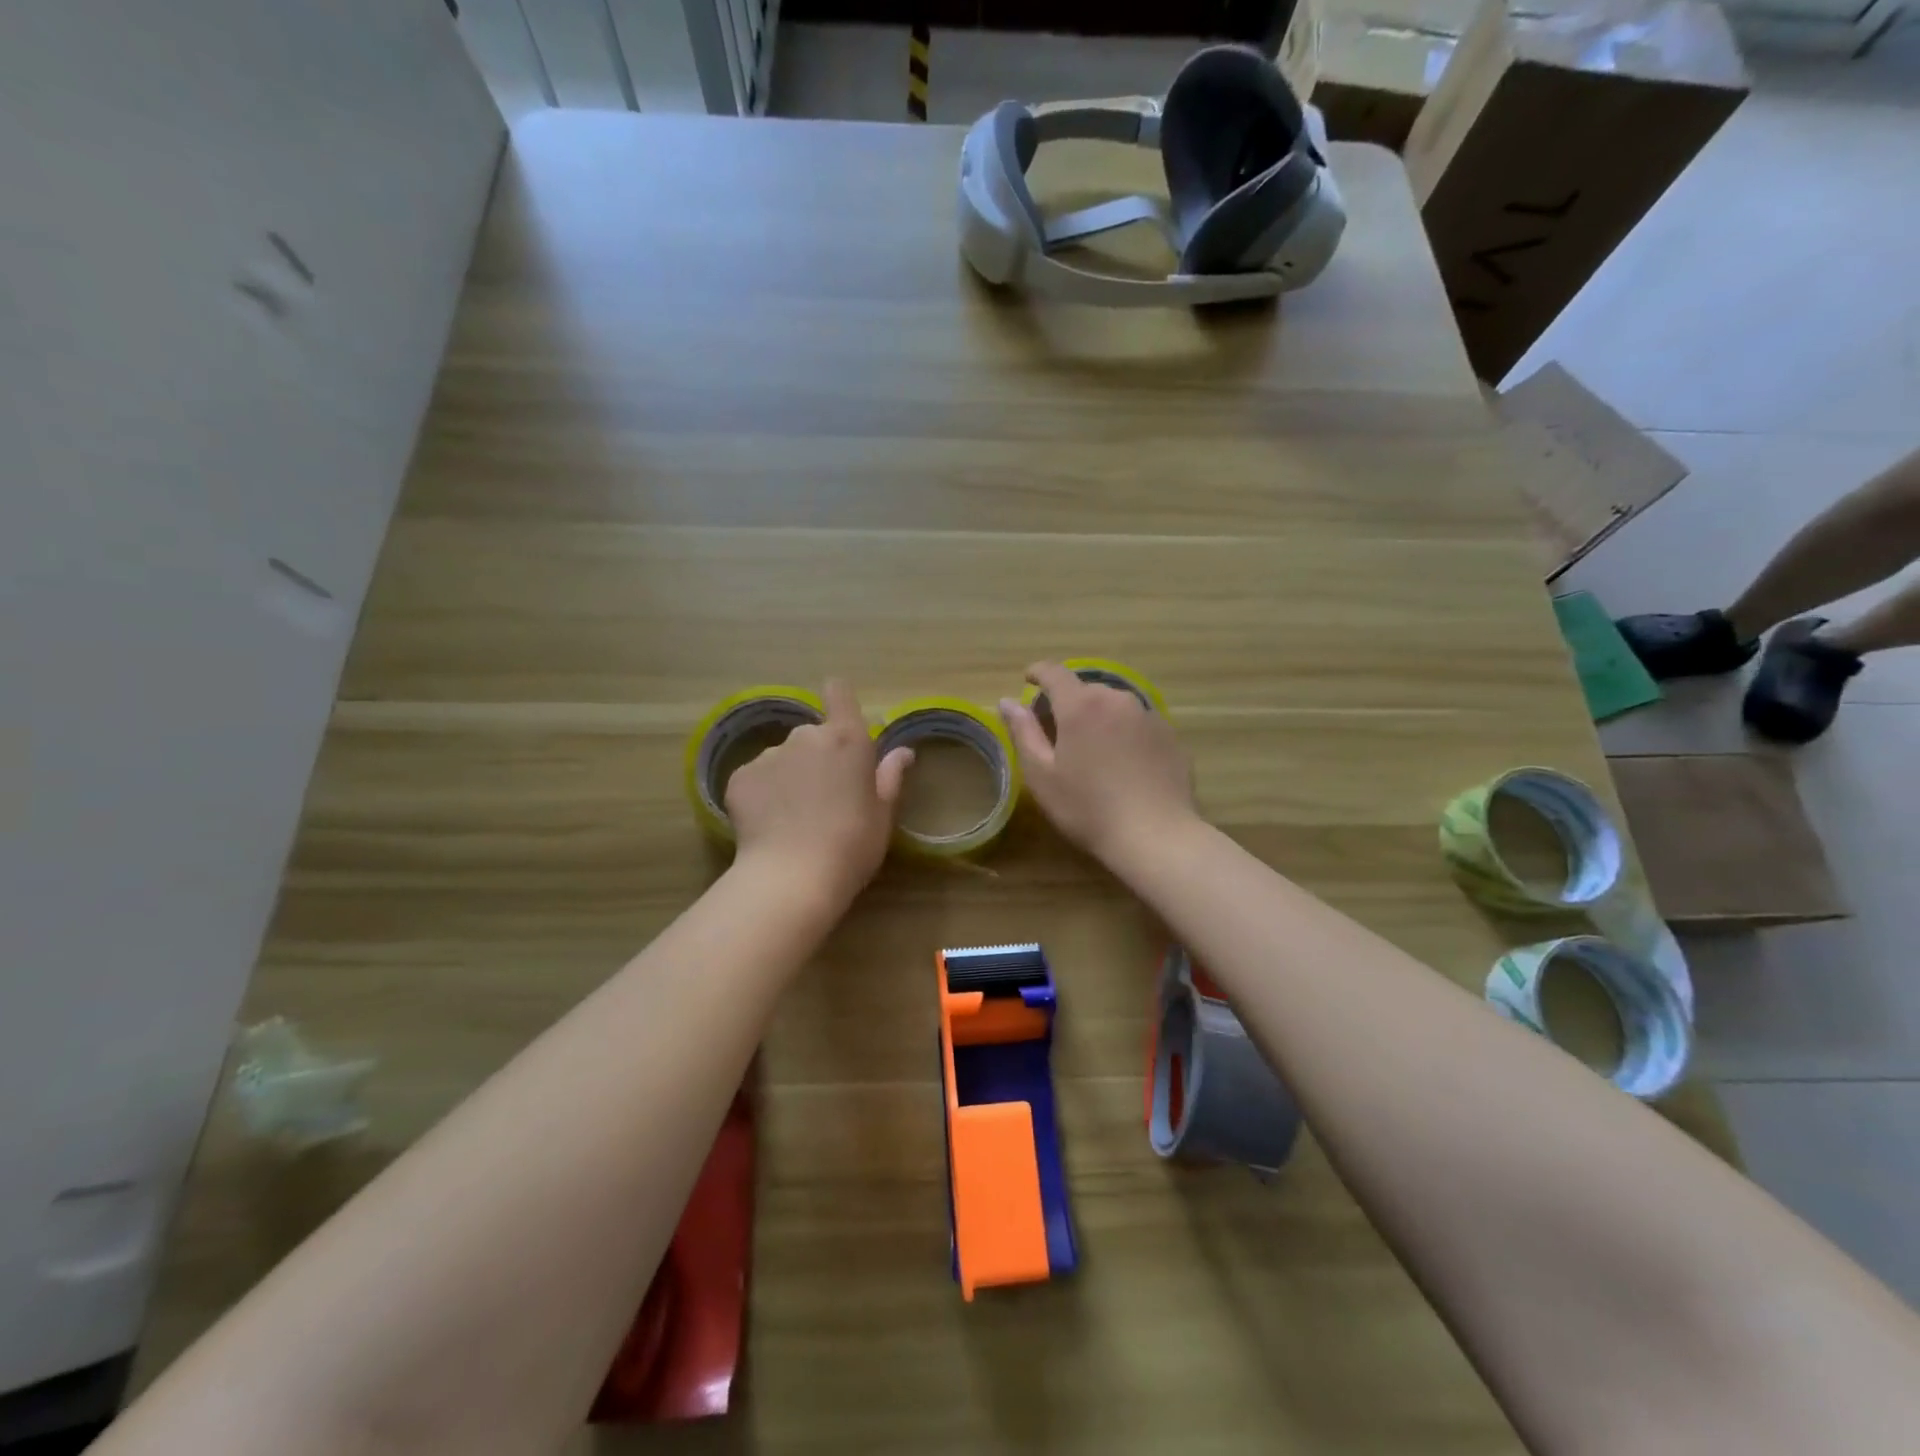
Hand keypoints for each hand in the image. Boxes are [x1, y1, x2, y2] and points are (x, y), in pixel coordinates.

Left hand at [724, 679, 913, 908]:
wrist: (792, 877)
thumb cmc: (852, 844)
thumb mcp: (883, 814)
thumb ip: (890, 776)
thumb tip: (903, 752)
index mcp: (846, 739)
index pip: (838, 693)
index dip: (838, 701)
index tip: (841, 722)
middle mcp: (805, 736)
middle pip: (811, 735)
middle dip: (816, 757)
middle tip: (823, 798)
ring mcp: (768, 755)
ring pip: (782, 758)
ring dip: (789, 777)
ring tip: (793, 818)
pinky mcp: (738, 777)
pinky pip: (755, 779)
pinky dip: (762, 795)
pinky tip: (769, 826)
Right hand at [999, 662, 1197, 866]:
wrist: (1156, 835)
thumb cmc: (1088, 808)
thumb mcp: (1042, 775)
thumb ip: (1023, 732)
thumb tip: (1008, 701)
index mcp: (1081, 705)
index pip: (1054, 673)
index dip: (1038, 672)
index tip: (1028, 679)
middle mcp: (1117, 699)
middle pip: (1085, 689)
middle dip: (1068, 702)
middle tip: (1058, 732)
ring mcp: (1148, 715)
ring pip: (1114, 705)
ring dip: (1098, 717)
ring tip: (1092, 750)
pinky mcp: (1170, 735)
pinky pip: (1138, 723)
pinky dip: (1124, 732)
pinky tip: (1123, 764)